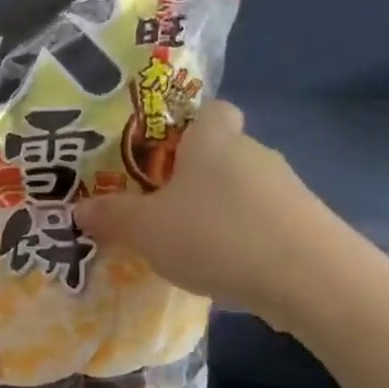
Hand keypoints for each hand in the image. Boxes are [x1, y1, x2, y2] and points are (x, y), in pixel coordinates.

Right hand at [74, 101, 331, 314]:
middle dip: (193, 179)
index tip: (161, 157)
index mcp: (213, 140)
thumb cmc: (215, 235)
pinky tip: (225, 269)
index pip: (210, 109)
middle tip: (160, 211)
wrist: (308, 278)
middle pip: (221, 154)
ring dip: (217, 213)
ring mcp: (285, 189)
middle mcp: (253, 153)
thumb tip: (80, 207)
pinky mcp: (305, 224)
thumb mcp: (146, 230)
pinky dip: (242, 239)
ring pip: (241, 191)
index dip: (187, 126)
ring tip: (188, 249)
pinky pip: (261, 222)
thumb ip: (112, 217)